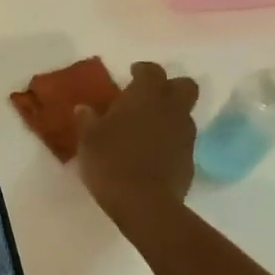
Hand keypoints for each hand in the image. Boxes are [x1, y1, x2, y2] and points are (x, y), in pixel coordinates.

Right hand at [75, 61, 200, 219]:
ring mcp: (185, 135)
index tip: (131, 75)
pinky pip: (182, 141)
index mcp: (145, 96)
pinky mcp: (190, 160)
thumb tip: (84, 109)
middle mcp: (171, 109)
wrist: (144, 204)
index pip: (152, 70)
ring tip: (146, 129)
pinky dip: (170, 141)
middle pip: (184, 86)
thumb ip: (87, 120)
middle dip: (170, 87)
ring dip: (169, 116)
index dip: (142, 70)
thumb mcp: (88, 139)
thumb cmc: (110, 161)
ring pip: (184, 114)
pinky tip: (151, 154)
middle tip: (148, 97)